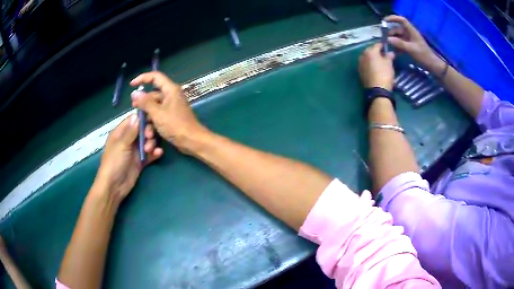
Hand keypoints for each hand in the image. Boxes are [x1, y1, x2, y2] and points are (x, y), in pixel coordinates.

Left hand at [93, 114, 162, 203]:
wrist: (114, 187)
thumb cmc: (114, 163)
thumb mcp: (121, 145)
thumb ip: (131, 131)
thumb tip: (138, 115)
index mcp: (120, 133)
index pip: (133, 120)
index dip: (143, 118)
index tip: (152, 117)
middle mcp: (128, 139)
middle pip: (142, 130)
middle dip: (148, 131)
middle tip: (150, 136)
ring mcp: (135, 151)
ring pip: (148, 141)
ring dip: (152, 143)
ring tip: (150, 150)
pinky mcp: (141, 161)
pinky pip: (150, 154)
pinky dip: (155, 153)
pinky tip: (158, 153)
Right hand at [130, 72, 208, 153]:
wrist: (191, 141)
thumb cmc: (175, 125)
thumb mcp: (157, 113)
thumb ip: (145, 102)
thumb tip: (135, 93)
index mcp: (170, 90)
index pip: (155, 77)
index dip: (143, 78)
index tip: (132, 85)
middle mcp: (171, 95)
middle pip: (153, 94)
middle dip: (143, 102)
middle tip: (134, 108)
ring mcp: (172, 107)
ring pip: (155, 106)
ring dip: (147, 115)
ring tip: (141, 123)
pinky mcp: (171, 117)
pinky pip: (159, 115)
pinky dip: (153, 121)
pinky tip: (148, 131)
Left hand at [358, 43, 394, 89]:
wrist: (377, 90)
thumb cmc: (384, 74)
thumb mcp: (389, 64)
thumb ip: (389, 56)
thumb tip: (390, 53)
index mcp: (370, 51)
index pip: (377, 45)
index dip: (382, 45)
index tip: (387, 47)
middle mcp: (362, 56)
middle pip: (370, 51)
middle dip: (376, 52)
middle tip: (383, 55)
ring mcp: (360, 64)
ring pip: (367, 58)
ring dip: (372, 58)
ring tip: (379, 62)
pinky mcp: (360, 72)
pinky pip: (365, 65)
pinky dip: (370, 65)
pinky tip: (375, 68)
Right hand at [384, 15, 439, 68]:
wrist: (432, 65)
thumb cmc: (423, 55)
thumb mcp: (411, 49)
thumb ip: (399, 43)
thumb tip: (388, 39)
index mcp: (411, 31)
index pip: (401, 20)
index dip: (393, 18)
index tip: (384, 21)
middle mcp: (409, 34)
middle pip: (397, 29)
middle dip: (390, 32)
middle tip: (384, 38)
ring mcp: (409, 40)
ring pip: (398, 37)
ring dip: (393, 40)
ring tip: (387, 45)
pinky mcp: (409, 46)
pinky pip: (401, 44)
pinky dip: (397, 46)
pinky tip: (394, 52)